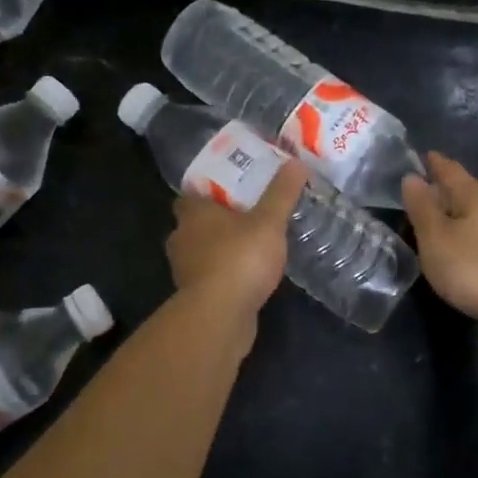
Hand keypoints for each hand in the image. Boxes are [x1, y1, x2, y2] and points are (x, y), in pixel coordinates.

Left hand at [166, 159, 308, 318]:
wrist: (220, 315)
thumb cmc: (240, 258)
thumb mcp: (268, 222)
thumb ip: (281, 194)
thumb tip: (295, 163)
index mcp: (193, 214)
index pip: (189, 195)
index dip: (206, 192)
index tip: (228, 191)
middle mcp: (182, 239)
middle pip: (194, 224)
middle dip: (215, 222)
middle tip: (244, 216)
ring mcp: (185, 271)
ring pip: (200, 252)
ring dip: (218, 250)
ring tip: (248, 247)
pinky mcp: (194, 297)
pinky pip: (209, 277)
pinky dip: (222, 275)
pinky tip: (245, 277)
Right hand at [401, 153, 477, 325]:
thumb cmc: (470, 265)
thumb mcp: (434, 236)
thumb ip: (421, 206)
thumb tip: (412, 177)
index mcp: (472, 193)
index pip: (449, 169)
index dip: (433, 163)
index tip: (420, 158)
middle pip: (467, 185)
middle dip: (447, 184)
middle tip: (426, 189)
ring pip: (477, 206)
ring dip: (458, 207)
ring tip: (440, 215)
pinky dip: (468, 226)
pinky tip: (461, 240)